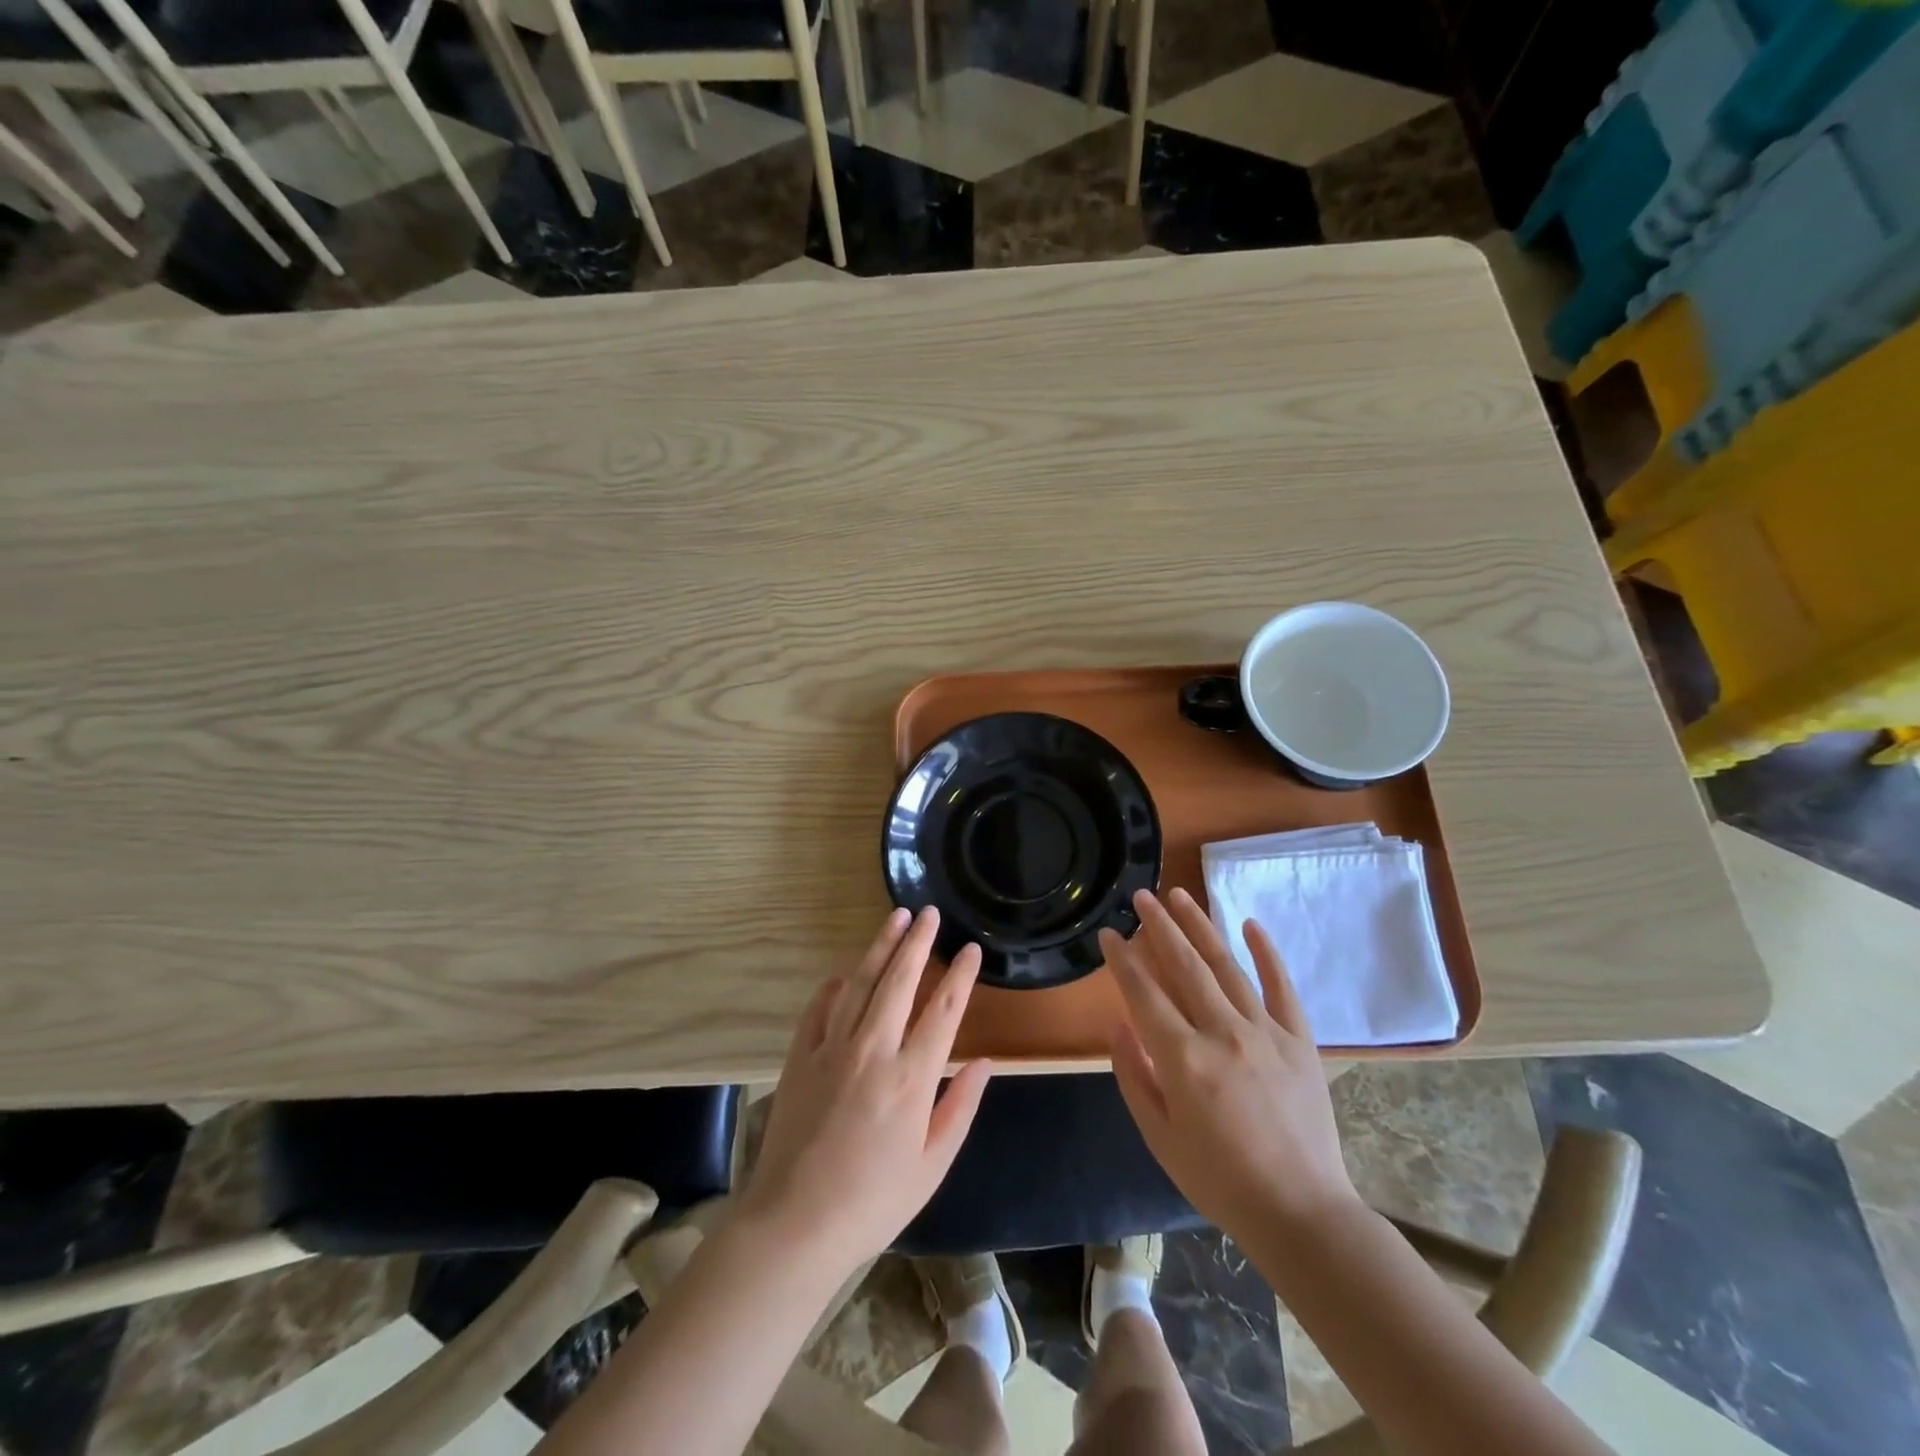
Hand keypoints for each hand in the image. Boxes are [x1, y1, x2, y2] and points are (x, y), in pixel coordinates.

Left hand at [737, 907, 991, 1275]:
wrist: (794, 1224)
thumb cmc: (873, 1202)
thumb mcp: (931, 1166)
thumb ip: (960, 1108)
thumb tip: (983, 1062)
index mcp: (912, 1078)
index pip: (944, 1010)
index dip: (960, 975)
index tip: (970, 949)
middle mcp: (874, 1050)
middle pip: (900, 981)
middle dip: (918, 942)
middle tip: (929, 913)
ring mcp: (832, 1049)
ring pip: (861, 983)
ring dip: (880, 947)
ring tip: (895, 918)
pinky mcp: (800, 1057)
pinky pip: (819, 1009)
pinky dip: (834, 987)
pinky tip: (844, 973)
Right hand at [1099, 888, 1358, 1241]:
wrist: (1301, 1213)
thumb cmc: (1219, 1181)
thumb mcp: (1159, 1138)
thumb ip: (1134, 1077)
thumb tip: (1117, 1027)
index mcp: (1184, 1060)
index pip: (1143, 994)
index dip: (1122, 960)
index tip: (1109, 934)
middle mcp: (1223, 1034)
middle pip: (1185, 966)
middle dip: (1158, 927)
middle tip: (1141, 895)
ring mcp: (1265, 1033)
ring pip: (1227, 966)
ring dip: (1200, 926)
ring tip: (1179, 894)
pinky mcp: (1299, 1041)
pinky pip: (1281, 988)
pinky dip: (1267, 953)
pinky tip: (1251, 923)